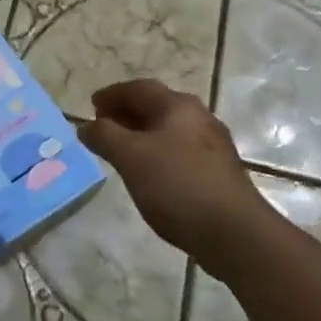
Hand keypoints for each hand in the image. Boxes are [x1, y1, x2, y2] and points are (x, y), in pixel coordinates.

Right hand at [76, 79, 272, 260]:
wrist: (234, 232)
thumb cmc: (177, 185)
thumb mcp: (130, 157)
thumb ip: (104, 136)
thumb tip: (86, 126)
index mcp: (178, 106)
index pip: (139, 88)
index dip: (112, 94)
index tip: (91, 106)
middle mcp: (199, 118)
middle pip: (157, 106)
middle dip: (126, 113)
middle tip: (103, 127)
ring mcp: (212, 146)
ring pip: (169, 130)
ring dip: (141, 135)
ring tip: (120, 152)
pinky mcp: (218, 172)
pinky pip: (179, 151)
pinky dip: (157, 153)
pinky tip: (148, 174)